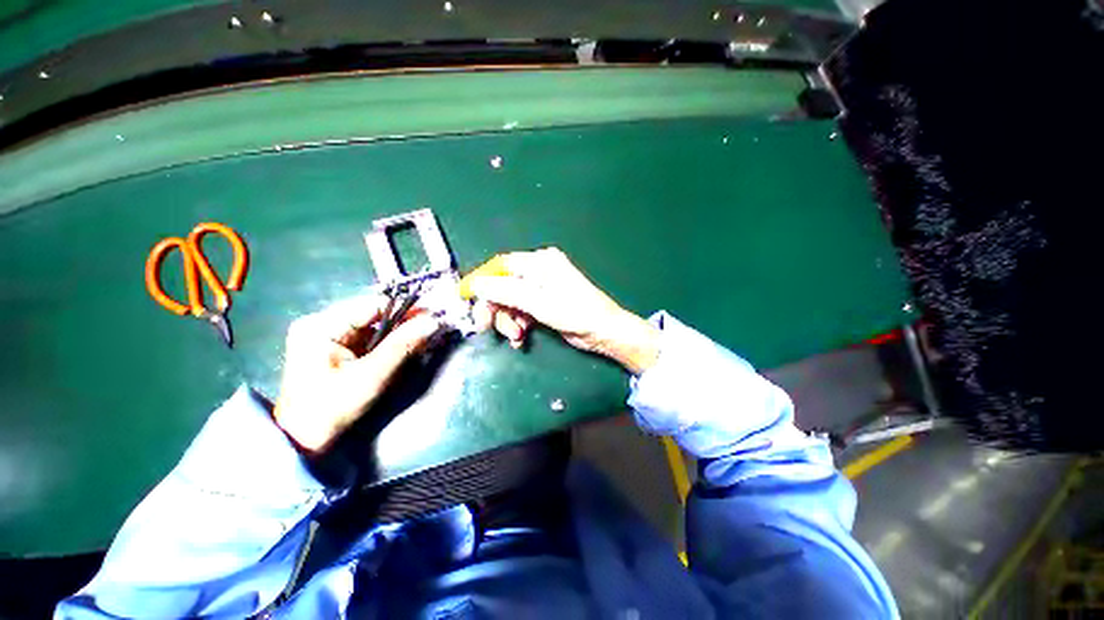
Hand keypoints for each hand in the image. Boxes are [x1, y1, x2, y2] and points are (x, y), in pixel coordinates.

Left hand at [273, 295, 440, 453]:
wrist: (303, 442)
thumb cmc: (332, 408)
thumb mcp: (371, 376)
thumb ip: (403, 346)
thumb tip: (433, 322)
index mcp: (322, 326)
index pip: (374, 305)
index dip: (406, 309)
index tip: (434, 316)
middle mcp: (323, 324)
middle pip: (375, 315)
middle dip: (404, 324)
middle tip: (431, 331)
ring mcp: (328, 337)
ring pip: (375, 327)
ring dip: (398, 335)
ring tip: (420, 342)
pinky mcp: (335, 349)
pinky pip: (370, 339)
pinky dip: (388, 345)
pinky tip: (401, 352)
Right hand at [463, 248, 659, 374]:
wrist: (603, 331)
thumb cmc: (575, 313)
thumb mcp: (538, 303)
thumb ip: (506, 293)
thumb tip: (476, 284)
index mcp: (539, 262)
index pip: (501, 266)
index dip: (482, 281)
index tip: (466, 298)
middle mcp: (539, 271)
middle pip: (503, 286)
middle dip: (496, 308)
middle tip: (487, 328)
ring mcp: (541, 288)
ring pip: (510, 301)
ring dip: (508, 320)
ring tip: (516, 336)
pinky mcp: (544, 303)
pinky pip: (521, 311)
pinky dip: (517, 324)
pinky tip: (520, 338)